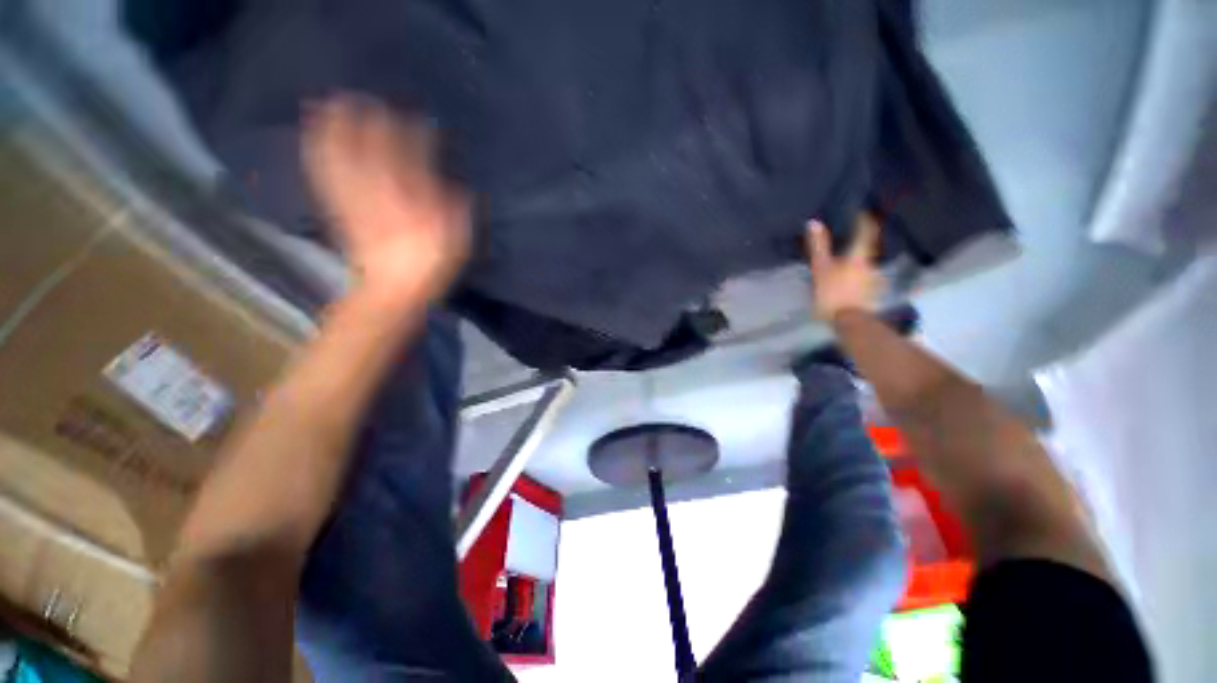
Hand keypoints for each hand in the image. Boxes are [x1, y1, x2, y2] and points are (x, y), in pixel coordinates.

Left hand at [303, 96, 469, 302]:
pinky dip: (319, 151)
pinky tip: (315, 137)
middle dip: (366, 119)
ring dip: (336, 128)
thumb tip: (453, 184)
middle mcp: (380, 189)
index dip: (414, 133)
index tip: (420, 119)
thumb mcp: (456, 240)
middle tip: (366, 99)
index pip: (411, 154)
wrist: (392, 291)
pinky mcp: (339, 208)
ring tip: (334, 105)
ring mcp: (355, 198)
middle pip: (368, 146)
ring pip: (341, 155)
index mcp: (412, 197)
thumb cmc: (431, 266)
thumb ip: (455, 209)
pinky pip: (325, 174)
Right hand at [804, 213, 885, 320]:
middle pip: (866, 249)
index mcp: (859, 255)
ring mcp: (874, 280)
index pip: (866, 231)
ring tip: (845, 265)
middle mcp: (871, 264)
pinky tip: (849, 284)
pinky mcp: (872, 295)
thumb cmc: (833, 293)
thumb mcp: (821, 268)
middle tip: (847, 242)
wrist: (849, 322)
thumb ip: (818, 247)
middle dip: (858, 245)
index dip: (864, 220)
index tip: (860, 213)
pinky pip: (865, 280)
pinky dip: (857, 278)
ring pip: (866, 266)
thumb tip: (814, 222)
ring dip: (857, 263)